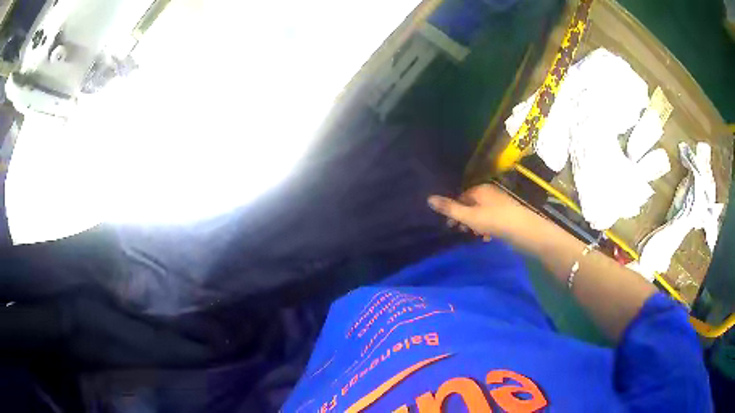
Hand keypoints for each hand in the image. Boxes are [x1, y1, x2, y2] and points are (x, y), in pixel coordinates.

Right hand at [428, 184, 530, 239]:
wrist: (525, 230)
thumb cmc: (495, 221)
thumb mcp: (469, 216)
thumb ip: (449, 208)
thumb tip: (428, 198)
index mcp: (480, 190)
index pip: (461, 197)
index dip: (453, 211)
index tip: (450, 226)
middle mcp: (490, 193)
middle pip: (471, 205)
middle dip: (465, 218)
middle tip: (462, 232)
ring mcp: (501, 203)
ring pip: (482, 213)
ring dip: (476, 225)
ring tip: (476, 236)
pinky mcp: (508, 214)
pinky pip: (492, 219)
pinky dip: (487, 227)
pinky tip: (488, 238)